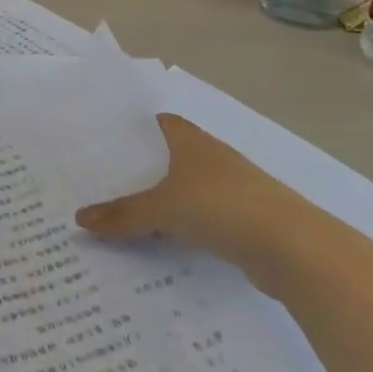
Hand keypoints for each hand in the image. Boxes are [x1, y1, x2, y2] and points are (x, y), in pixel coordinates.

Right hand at [75, 114, 316, 270]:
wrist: (294, 248)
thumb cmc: (221, 207)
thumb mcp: (162, 209)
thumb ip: (122, 215)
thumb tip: (78, 219)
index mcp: (192, 141)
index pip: (160, 123)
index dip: (135, 129)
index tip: (106, 140)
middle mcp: (213, 158)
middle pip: (171, 157)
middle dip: (143, 168)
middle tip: (104, 179)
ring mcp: (233, 190)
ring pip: (188, 189)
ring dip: (165, 200)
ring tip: (126, 213)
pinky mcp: (246, 221)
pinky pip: (204, 218)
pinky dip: (185, 227)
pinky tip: (165, 242)